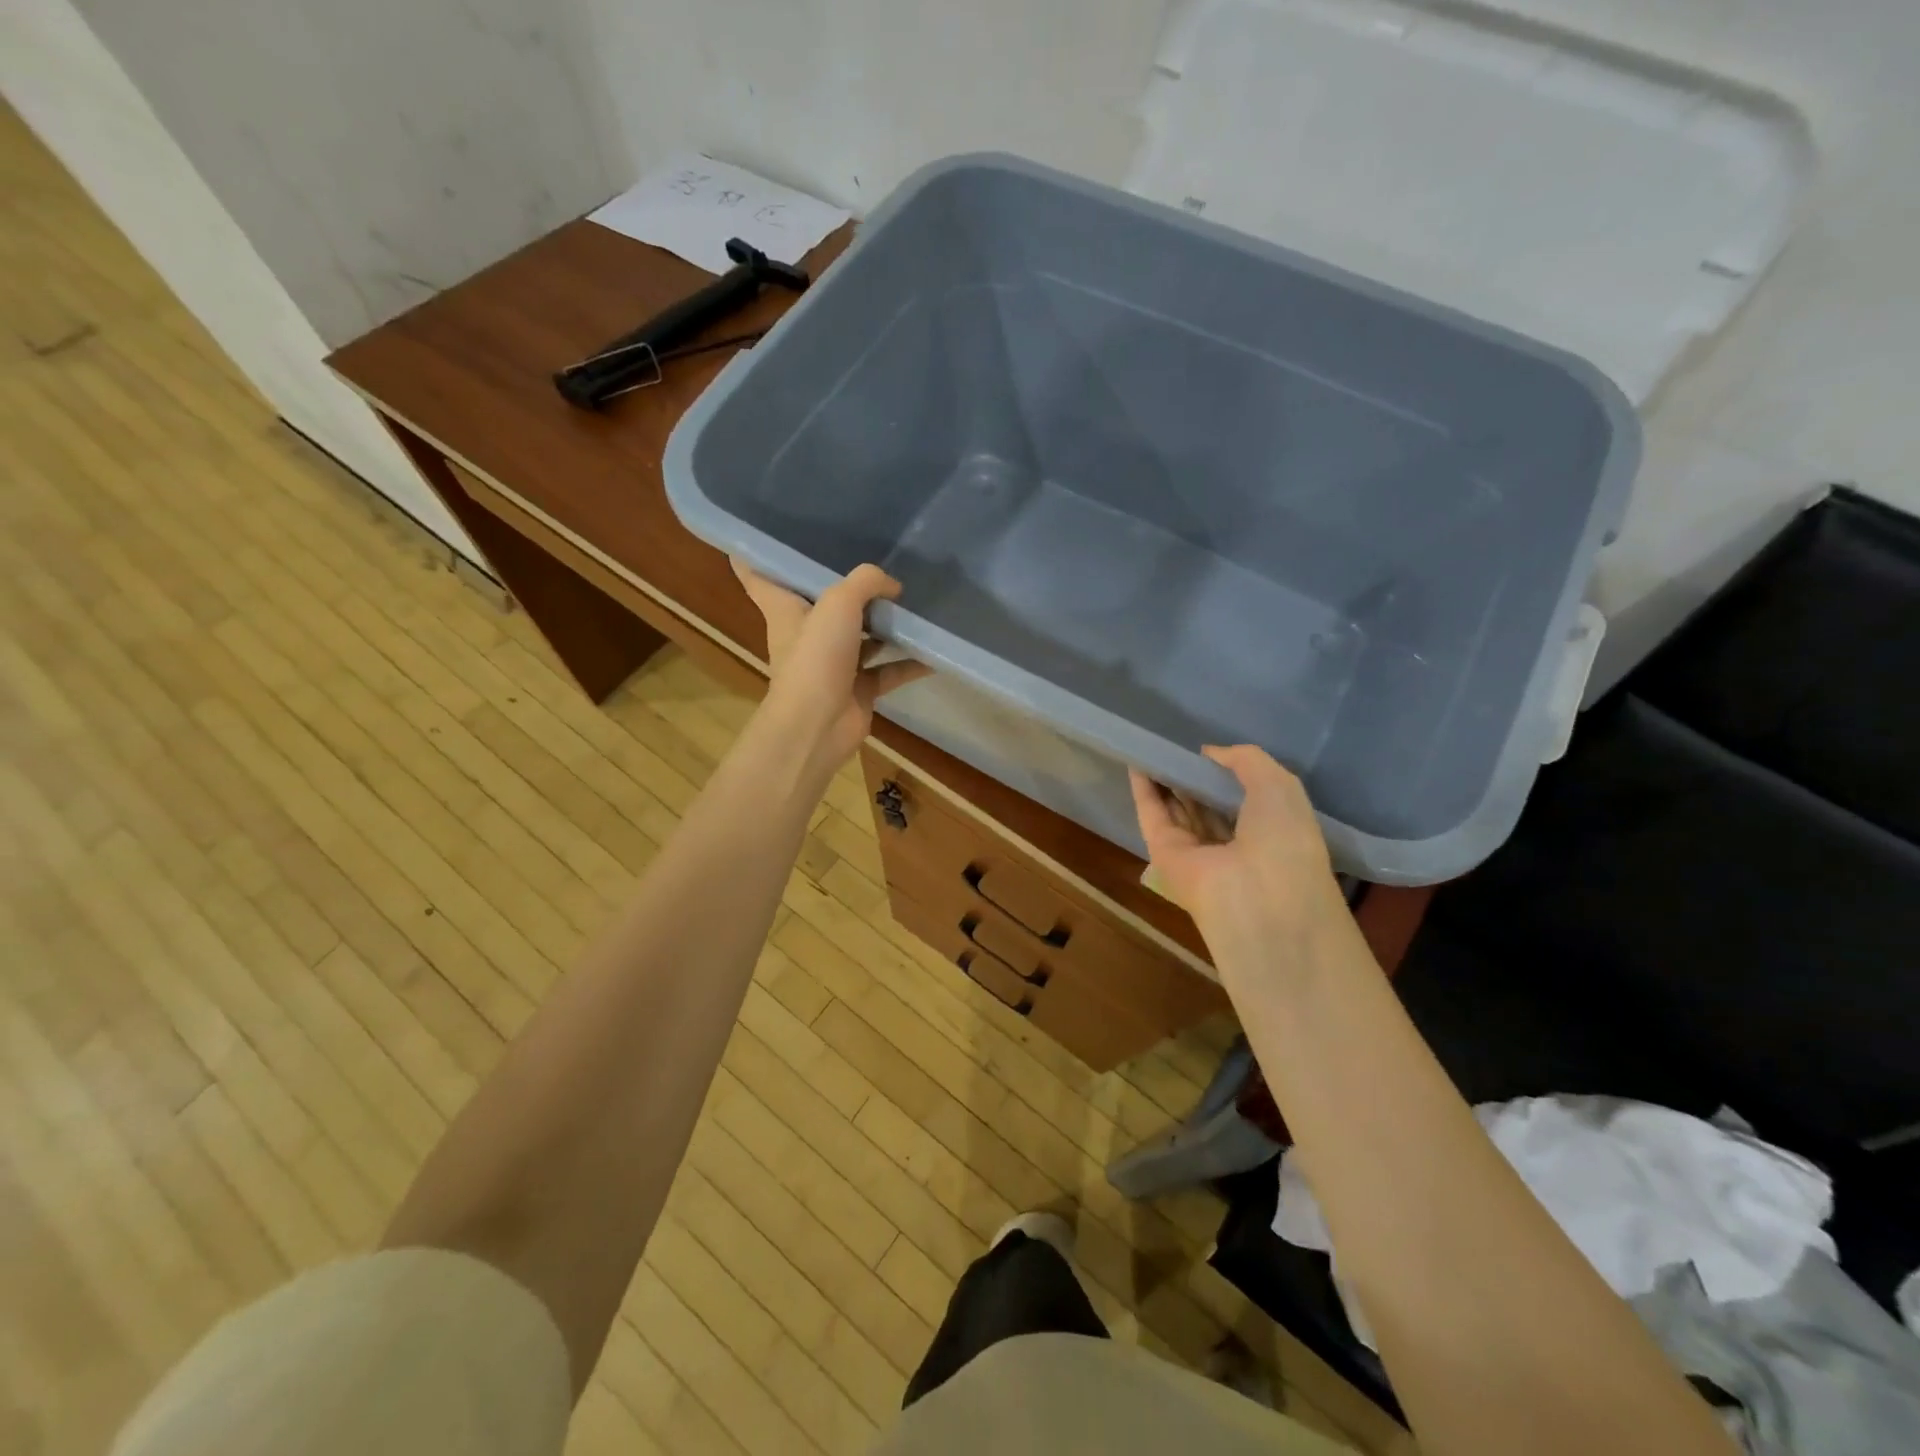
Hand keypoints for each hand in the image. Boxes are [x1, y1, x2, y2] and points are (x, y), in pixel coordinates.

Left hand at [734, 560, 930, 781]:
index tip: (769, 532)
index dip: (758, 552)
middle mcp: (806, 634)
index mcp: (785, 609)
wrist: (818, 725)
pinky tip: (935, 652)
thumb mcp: (838, 603)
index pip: (759, 574)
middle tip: (875, 561)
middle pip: (823, 603)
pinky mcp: (857, 689)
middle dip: (846, 586)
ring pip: (861, 636)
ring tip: (915, 602)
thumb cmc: (815, 657)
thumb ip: (867, 582)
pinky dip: (909, 663)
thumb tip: (893, 586)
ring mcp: (833, 663)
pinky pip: (887, 670)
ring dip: (886, 624)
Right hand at [1129, 746, 1349, 975]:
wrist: (1259, 896)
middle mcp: (1232, 844)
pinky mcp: (1164, 854)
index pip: (1242, 799)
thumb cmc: (1283, 839)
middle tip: (1176, 746)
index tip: (1208, 751)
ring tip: (1152, 747)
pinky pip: (1153, 816)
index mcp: (1269, 831)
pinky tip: (1136, 762)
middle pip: (1206, 805)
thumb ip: (1246, 760)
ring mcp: (1196, 851)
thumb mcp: (1278, 785)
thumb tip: (1209, 754)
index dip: (1225, 774)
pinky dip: (1143, 790)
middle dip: (1192, 777)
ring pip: (1177, 809)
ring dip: (1165, 780)